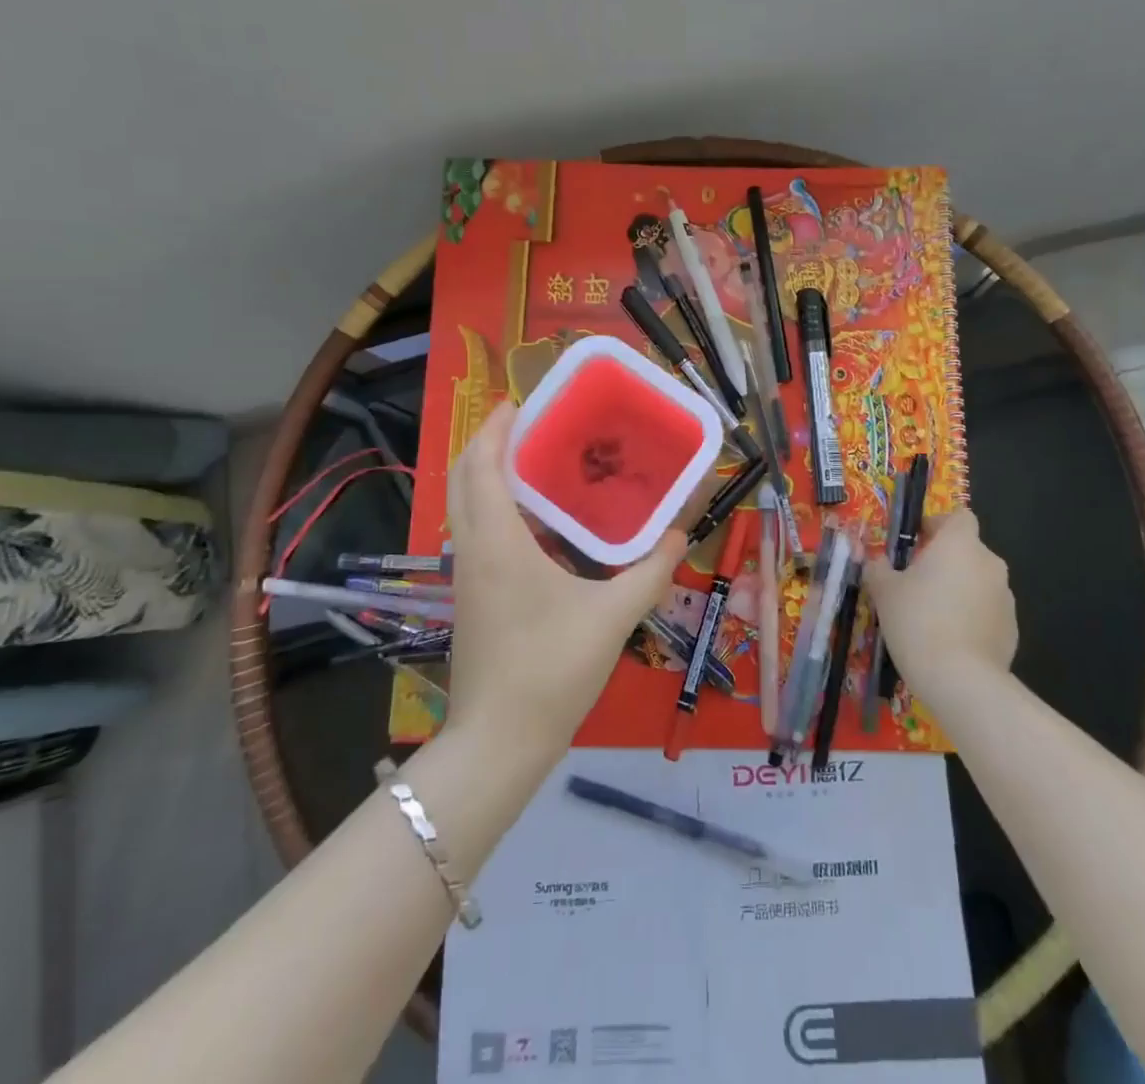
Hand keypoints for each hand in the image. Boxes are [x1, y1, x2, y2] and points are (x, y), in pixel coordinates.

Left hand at [443, 403, 686, 758]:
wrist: (498, 743)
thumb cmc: (551, 670)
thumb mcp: (612, 617)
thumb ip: (650, 572)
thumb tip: (681, 535)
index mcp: (498, 543)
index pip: (482, 466)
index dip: (494, 429)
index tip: (517, 402)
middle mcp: (473, 549)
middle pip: (463, 478)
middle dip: (487, 443)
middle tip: (529, 424)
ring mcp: (466, 576)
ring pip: (464, 506)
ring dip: (488, 474)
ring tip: (536, 461)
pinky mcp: (471, 597)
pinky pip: (475, 532)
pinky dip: (494, 507)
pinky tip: (536, 521)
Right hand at [862, 508, 1017, 693]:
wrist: (961, 680)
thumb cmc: (917, 621)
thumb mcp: (884, 591)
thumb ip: (878, 569)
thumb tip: (876, 561)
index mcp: (960, 544)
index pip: (959, 516)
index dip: (938, 525)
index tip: (916, 543)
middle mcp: (989, 563)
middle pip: (967, 550)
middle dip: (944, 561)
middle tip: (915, 583)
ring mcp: (1005, 597)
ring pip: (977, 581)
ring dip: (958, 589)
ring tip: (931, 616)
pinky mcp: (1012, 629)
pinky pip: (986, 611)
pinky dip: (971, 617)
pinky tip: (949, 640)